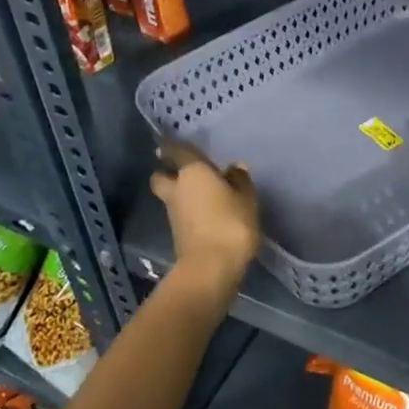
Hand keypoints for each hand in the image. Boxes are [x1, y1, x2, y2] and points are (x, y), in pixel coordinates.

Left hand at [150, 141, 259, 293]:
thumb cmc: (231, 224)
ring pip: (170, 197)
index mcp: (192, 172)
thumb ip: (240, 180)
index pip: (177, 151)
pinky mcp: (177, 235)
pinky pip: (180, 215)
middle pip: (161, 176)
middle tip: (183, 172)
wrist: (211, 268)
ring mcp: (173, 214)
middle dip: (167, 172)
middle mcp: (176, 189)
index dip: (173, 146)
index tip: (170, 141)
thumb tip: (234, 168)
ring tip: (203, 195)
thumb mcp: (246, 198)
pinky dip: (188, 212)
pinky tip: (206, 215)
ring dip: (180, 195)